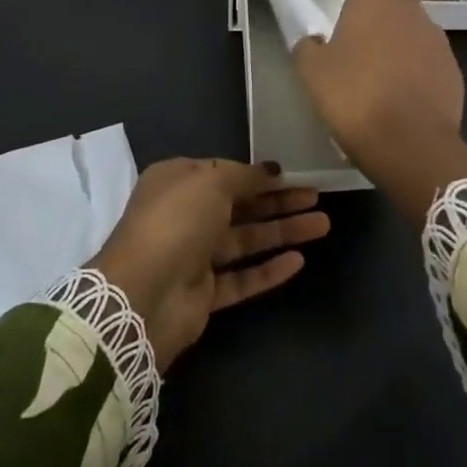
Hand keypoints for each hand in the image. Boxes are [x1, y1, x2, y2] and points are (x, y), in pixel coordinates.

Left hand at [88, 159, 329, 370]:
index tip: (288, 174)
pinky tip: (299, 261)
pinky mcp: (204, 293)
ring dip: (282, 231)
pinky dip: (269, 269)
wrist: (143, 294)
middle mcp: (184, 216)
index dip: (256, 174)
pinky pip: (242, 277)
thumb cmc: (176, 222)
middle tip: (316, 196)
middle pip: (240, 206)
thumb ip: (242, 176)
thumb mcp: (210, 182)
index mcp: (177, 182)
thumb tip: (268, 171)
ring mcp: (194, 256)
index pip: (222, 174)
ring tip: (323, 224)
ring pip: (246, 240)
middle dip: (278, 201)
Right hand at [294, 0, 466, 228]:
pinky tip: (407, 95)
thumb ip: (308, 47)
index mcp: (373, 3)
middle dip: (388, 15)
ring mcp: (437, 40)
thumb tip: (314, 41)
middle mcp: (410, 12)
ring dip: (405, 43)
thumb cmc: (353, 97)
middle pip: (401, 0)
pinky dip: (422, 69)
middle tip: (367, 43)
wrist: (409, 142)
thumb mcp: (311, 73)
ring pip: (419, 30)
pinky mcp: (454, 69)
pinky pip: (433, 59)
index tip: (354, 15)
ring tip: (387, 73)